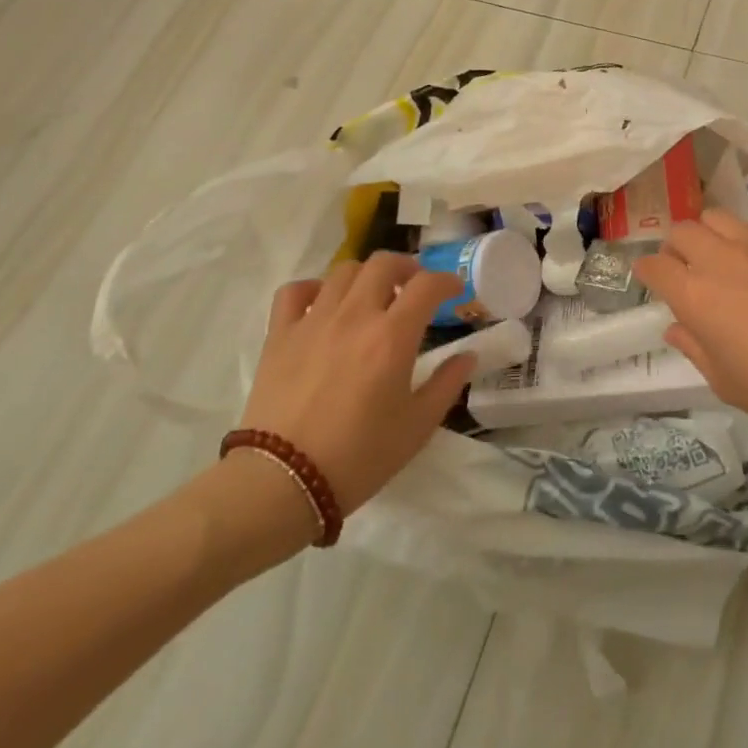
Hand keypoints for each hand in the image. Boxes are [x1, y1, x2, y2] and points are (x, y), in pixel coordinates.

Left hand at [233, 254, 476, 515]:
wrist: (282, 484)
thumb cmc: (359, 457)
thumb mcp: (417, 427)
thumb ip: (446, 384)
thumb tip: (467, 356)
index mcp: (392, 336)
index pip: (427, 285)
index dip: (446, 281)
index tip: (455, 291)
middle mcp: (354, 316)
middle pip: (383, 263)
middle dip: (406, 267)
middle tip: (413, 287)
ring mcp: (313, 321)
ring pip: (343, 271)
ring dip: (366, 276)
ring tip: (372, 296)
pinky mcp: (280, 335)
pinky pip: (294, 291)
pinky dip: (312, 289)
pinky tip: (322, 304)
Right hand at [634, 209, 747, 447]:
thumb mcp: (728, 383)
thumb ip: (695, 348)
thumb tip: (677, 326)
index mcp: (697, 295)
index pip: (654, 265)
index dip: (646, 272)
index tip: (651, 280)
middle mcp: (720, 258)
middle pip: (681, 231)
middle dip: (676, 248)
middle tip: (688, 271)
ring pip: (716, 217)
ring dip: (709, 235)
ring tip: (723, 258)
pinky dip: (746, 238)